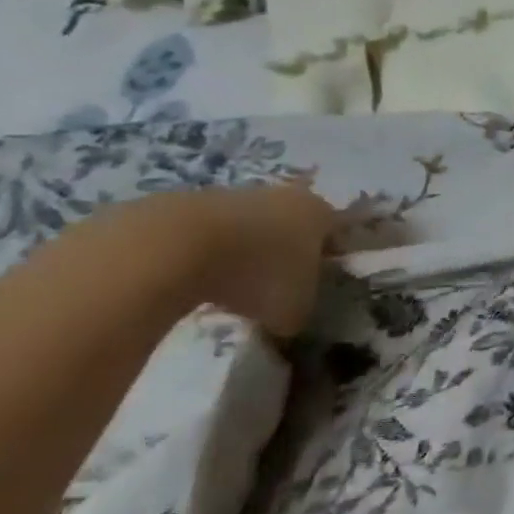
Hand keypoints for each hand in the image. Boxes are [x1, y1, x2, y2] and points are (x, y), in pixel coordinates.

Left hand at [158, 183, 339, 338]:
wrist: (175, 248)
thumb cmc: (257, 275)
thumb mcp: (294, 311)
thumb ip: (301, 312)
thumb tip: (289, 319)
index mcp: (320, 214)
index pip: (338, 234)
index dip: (331, 261)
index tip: (319, 287)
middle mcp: (284, 196)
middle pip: (293, 227)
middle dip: (287, 256)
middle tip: (276, 291)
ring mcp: (234, 195)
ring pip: (250, 228)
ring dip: (245, 255)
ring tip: (230, 292)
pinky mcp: (186, 202)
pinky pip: (209, 235)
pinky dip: (207, 256)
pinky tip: (195, 282)